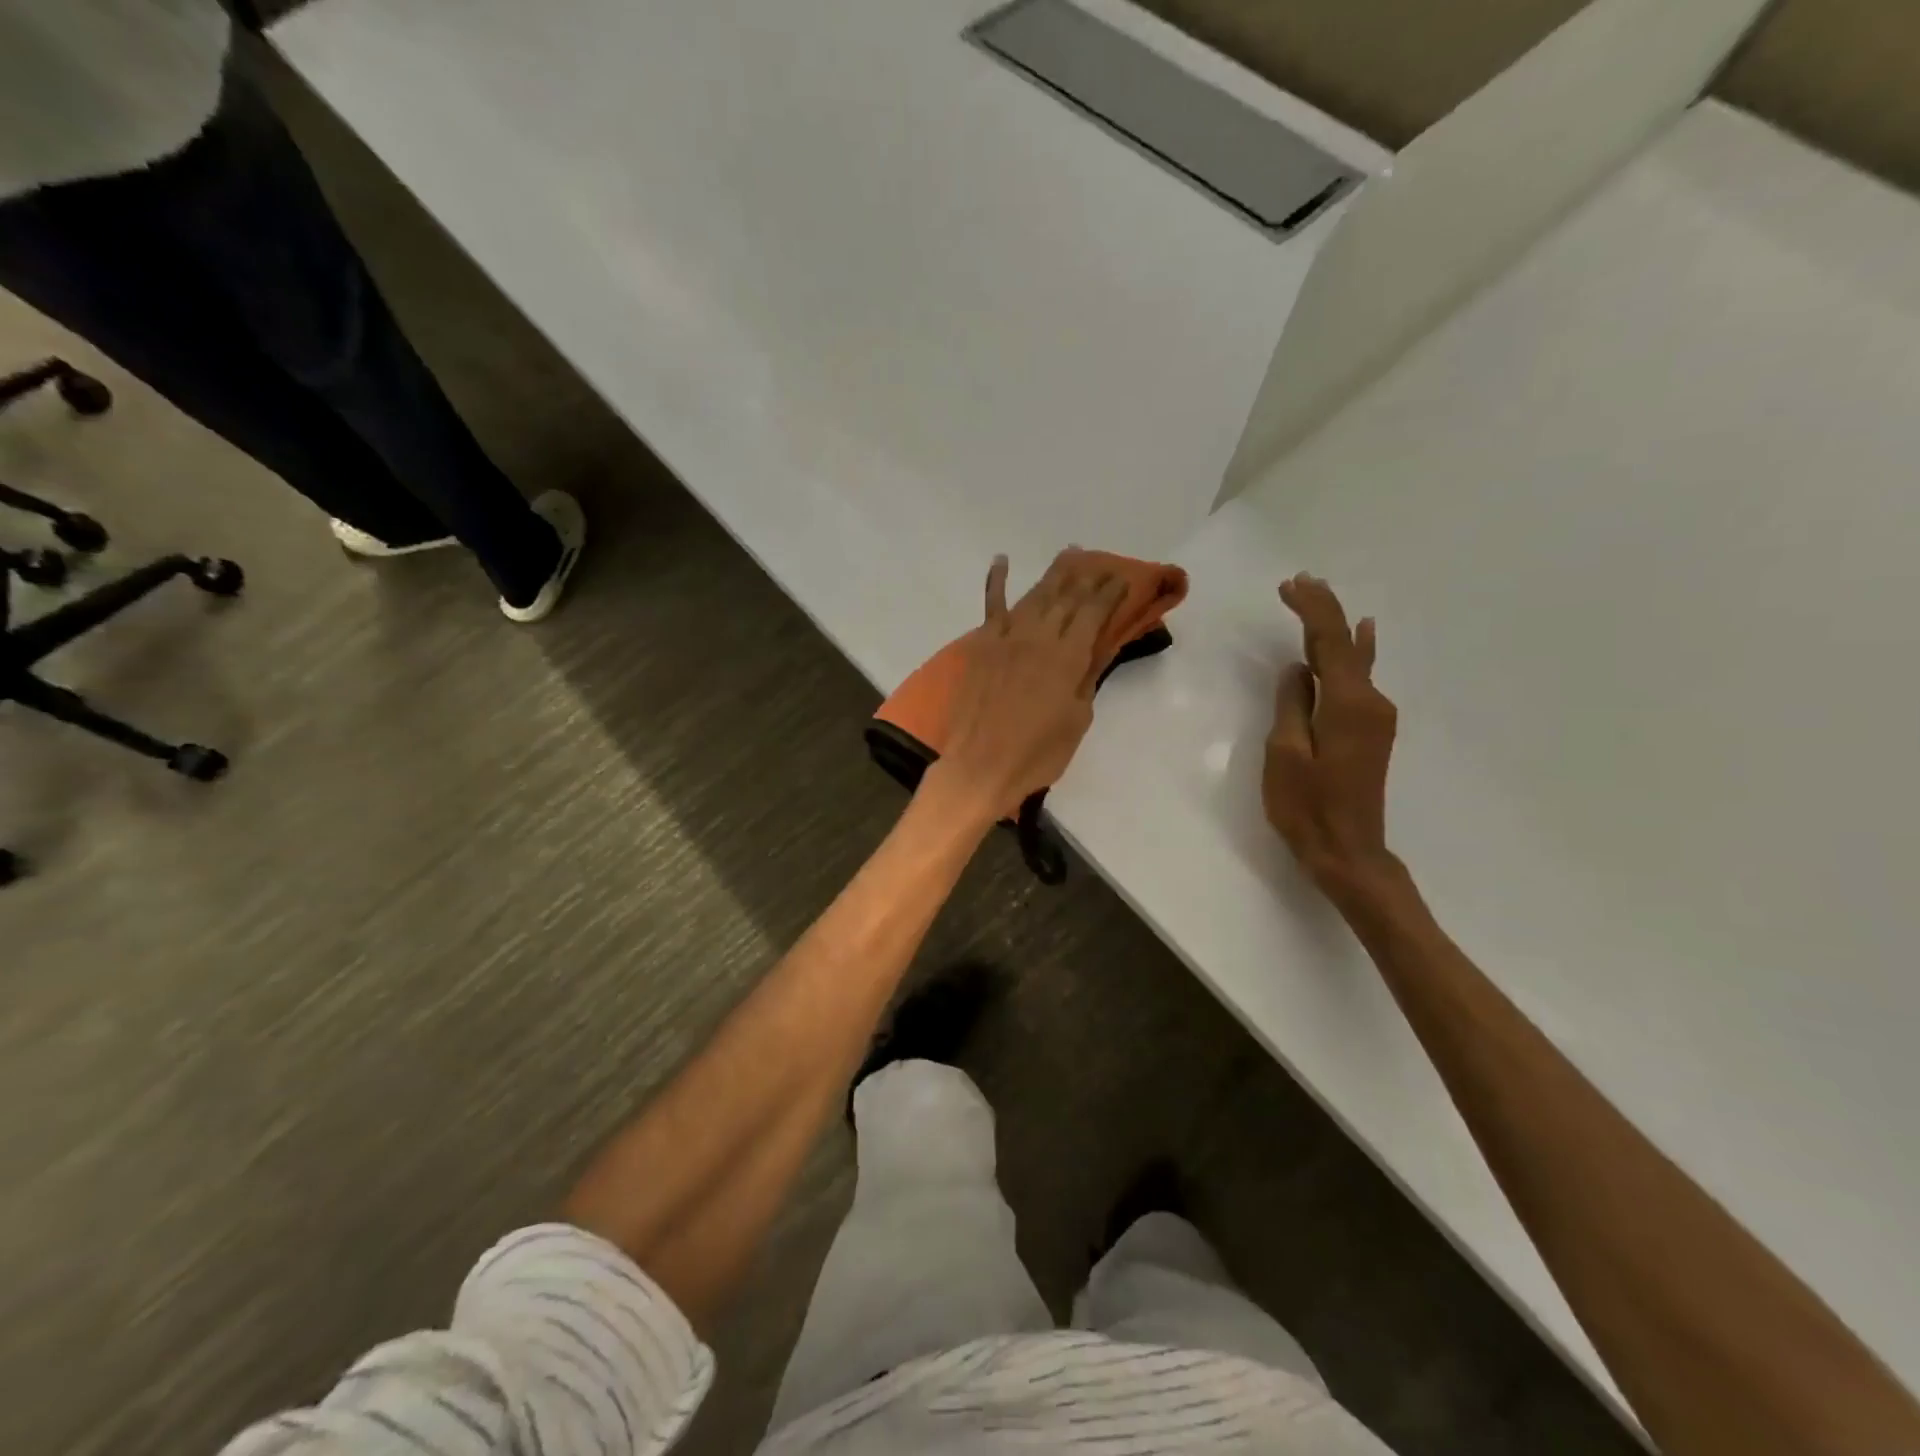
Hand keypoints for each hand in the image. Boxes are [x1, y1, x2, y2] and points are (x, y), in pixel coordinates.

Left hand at [930, 550, 1127, 820]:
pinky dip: (996, 582)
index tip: (1122, 578)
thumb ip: (1086, 681)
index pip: (1093, 614)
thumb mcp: (1077, 720)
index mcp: (1067, 657)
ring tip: (1070, 554)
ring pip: (1034, 596)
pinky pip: (991, 608)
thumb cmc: (1038, 753)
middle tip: (1101, 562)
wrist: (981, 766)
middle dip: (1087, 577)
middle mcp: (1038, 637)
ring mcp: (1006, 638)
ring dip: (1054, 574)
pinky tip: (1002, 561)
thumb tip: (1093, 654)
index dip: (1109, 593)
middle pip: (1066, 598)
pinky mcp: (982, 647)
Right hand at [1265, 574, 1401, 904]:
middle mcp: (1370, 701)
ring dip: (1335, 628)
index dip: (1310, 610)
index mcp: (1346, 703)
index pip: (1329, 641)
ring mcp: (1375, 716)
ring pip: (1354, 659)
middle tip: (1300, 581)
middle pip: (1346, 644)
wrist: (1348, 850)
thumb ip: (1291, 705)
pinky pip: (1359, 677)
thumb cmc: (1307, 806)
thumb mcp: (1285, 753)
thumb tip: (1296, 669)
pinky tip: (1363, 635)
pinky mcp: (1371, 730)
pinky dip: (1352, 652)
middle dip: (1323, 611)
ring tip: (1319, 598)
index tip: (1288, 586)